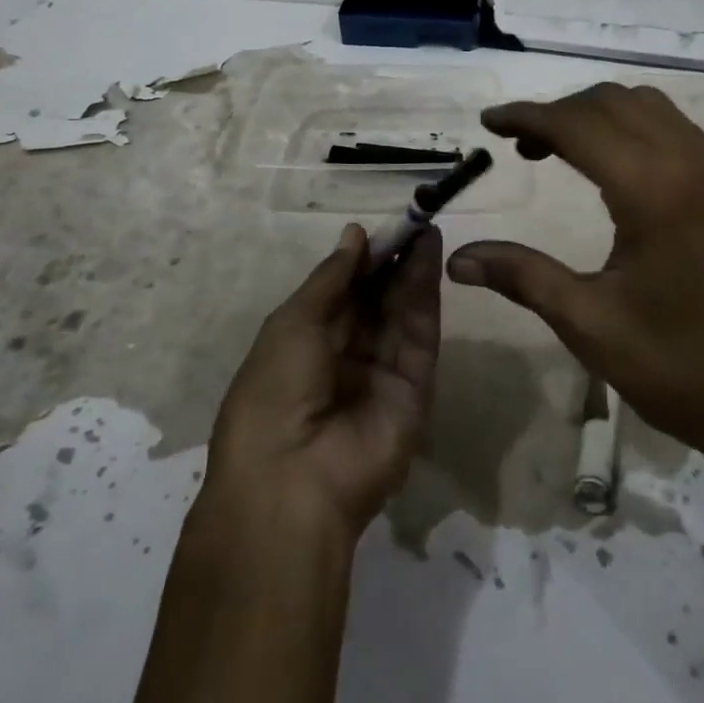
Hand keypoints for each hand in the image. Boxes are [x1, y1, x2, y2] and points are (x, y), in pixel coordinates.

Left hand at [205, 224, 441, 540]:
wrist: (293, 481)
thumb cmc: (274, 392)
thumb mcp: (293, 323)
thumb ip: (331, 278)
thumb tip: (355, 235)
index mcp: (306, 344)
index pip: (342, 293)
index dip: (362, 260)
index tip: (383, 227)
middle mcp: (346, 357)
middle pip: (376, 300)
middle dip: (392, 261)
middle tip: (413, 221)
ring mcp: (382, 374)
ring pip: (401, 312)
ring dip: (412, 270)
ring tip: (425, 229)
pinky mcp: (415, 389)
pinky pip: (420, 335)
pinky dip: (426, 295)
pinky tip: (429, 258)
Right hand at [446, 83, 703, 514]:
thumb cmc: (680, 368)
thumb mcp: (590, 324)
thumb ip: (522, 276)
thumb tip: (457, 258)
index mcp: (653, 189)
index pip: (576, 125)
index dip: (526, 116)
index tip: (487, 121)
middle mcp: (689, 159)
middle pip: (610, 101)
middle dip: (558, 111)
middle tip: (517, 144)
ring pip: (644, 106)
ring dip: (595, 114)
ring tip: (557, 149)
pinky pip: (671, 126)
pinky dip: (629, 126)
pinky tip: (610, 165)